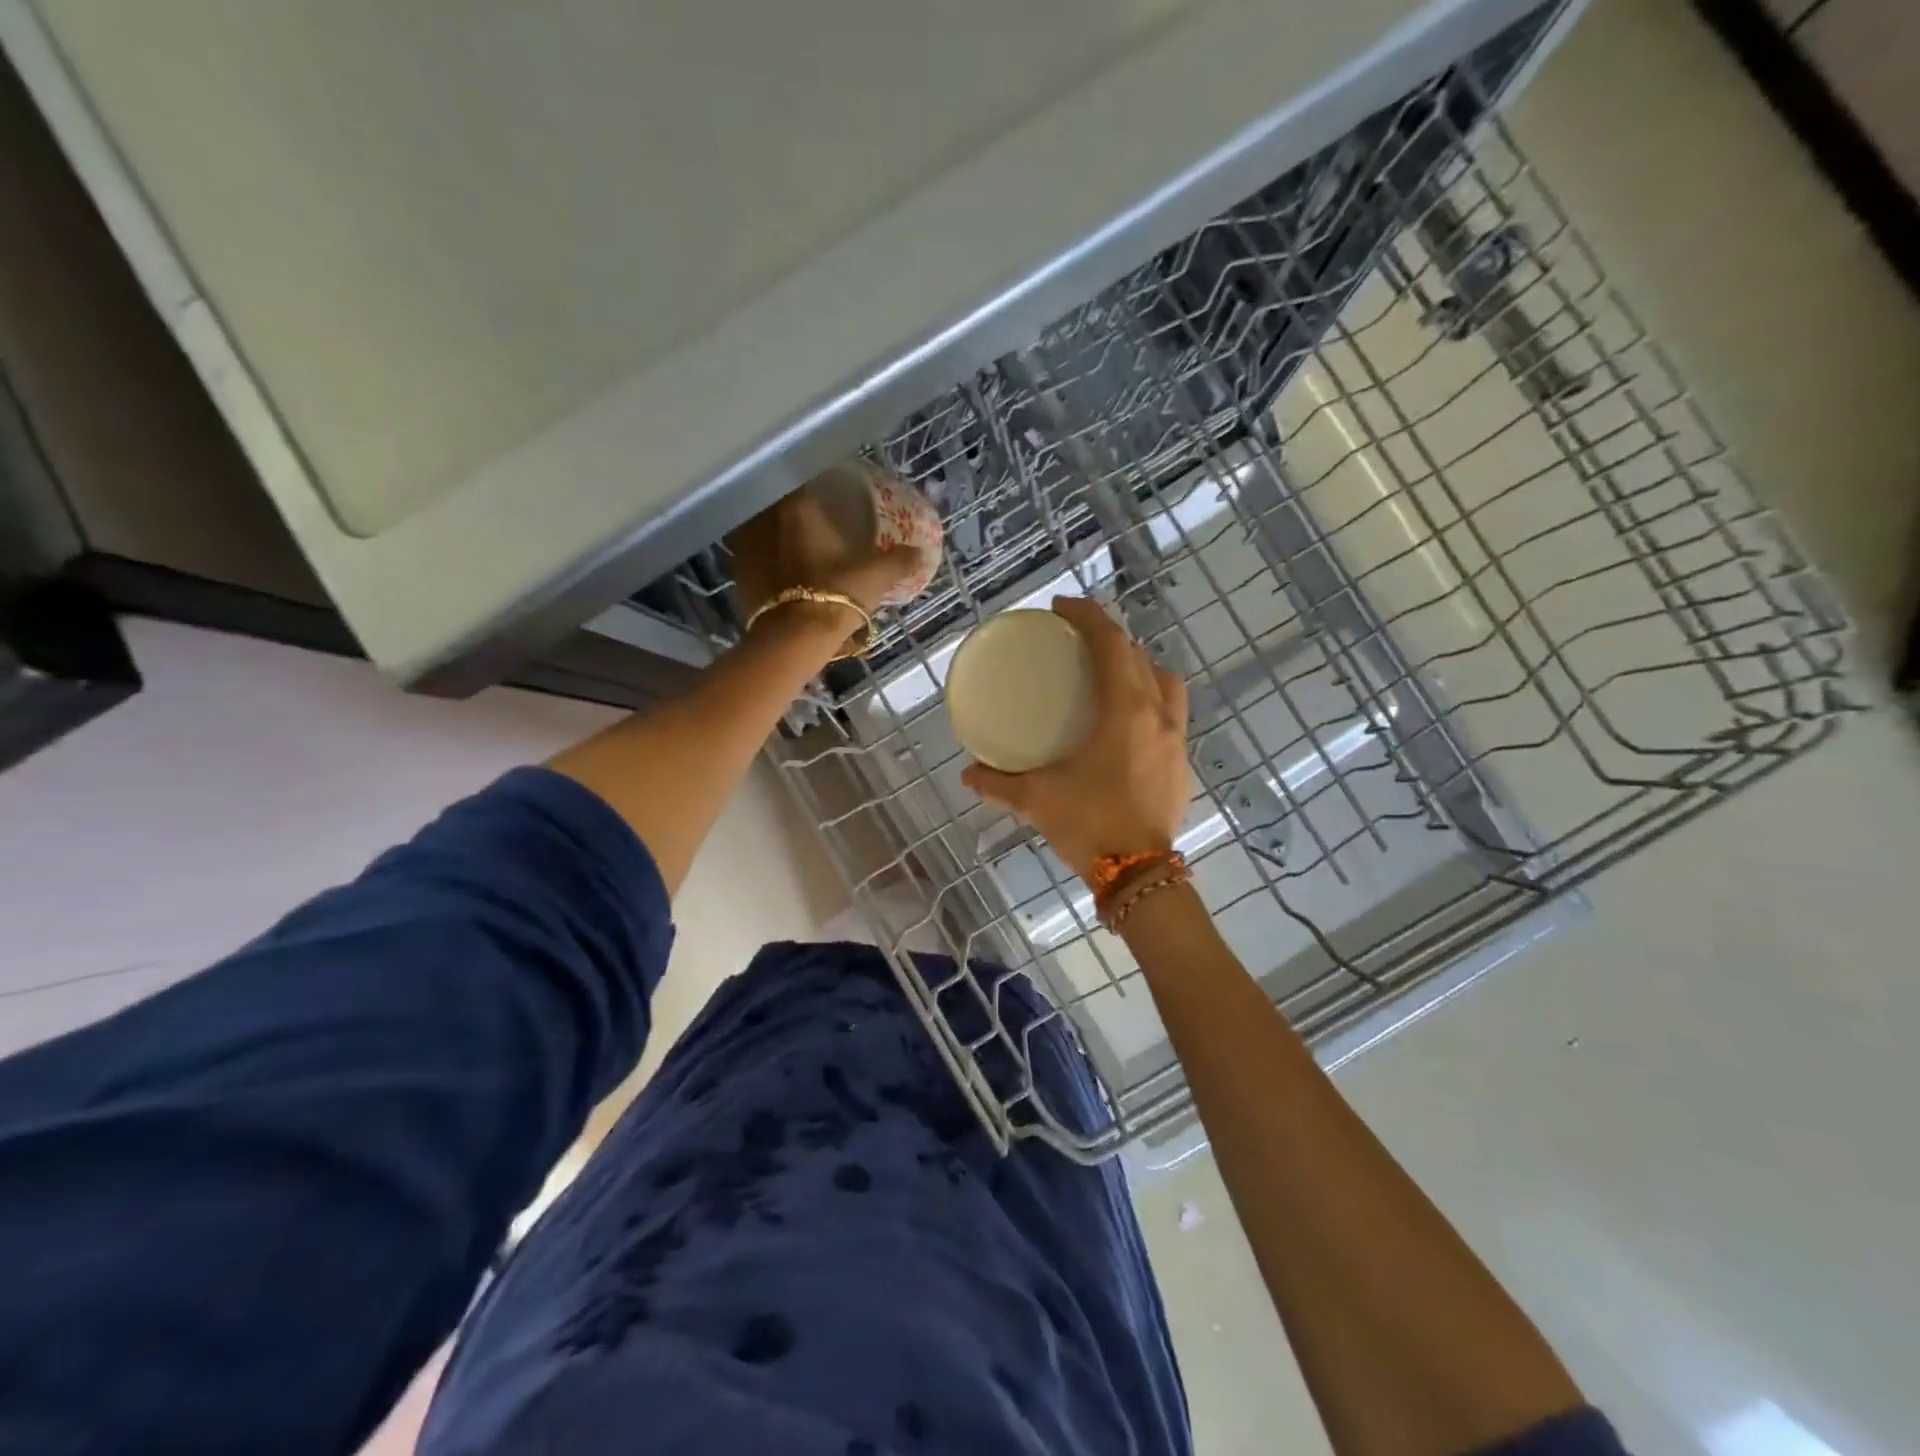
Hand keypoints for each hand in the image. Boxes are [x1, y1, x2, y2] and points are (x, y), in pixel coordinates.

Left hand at [729, 488, 921, 633]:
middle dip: (798, 511)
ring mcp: (745, 544)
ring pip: (765, 528)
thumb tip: (919, 552)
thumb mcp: (877, 576)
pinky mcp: (737, 572)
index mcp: (799, 506)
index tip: (835, 498)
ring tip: (799, 547)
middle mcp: (766, 516)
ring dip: (779, 534)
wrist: (794, 639)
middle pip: (783, 503)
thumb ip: (900, 560)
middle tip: (818, 523)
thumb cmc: (837, 596)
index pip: (808, 481)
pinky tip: (782, 571)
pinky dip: (767, 559)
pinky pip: (754, 555)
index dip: (822, 487)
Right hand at [962, 596, 1190, 882]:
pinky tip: (1124, 721)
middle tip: (1077, 641)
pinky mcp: (1182, 762)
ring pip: (1165, 681)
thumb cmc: (1089, 825)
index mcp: (1126, 712)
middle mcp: (1159, 715)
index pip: (1112, 645)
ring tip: (1108, 676)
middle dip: (1109, 638)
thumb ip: (998, 782)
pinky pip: (1171, 711)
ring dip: (1138, 666)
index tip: (1061, 608)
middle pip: (1139, 656)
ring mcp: (1176, 739)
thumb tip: (968, 772)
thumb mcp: (1036, 800)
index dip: (1088, 616)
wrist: (1139, 873)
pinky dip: (1149, 698)